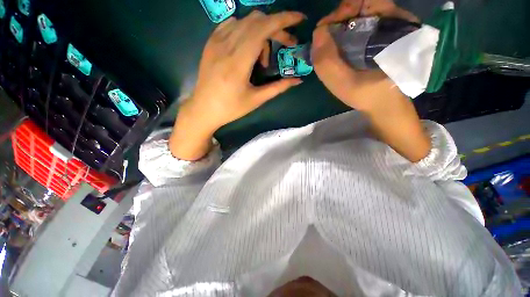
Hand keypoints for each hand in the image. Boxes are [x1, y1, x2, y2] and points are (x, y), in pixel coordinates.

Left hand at [170, 11, 305, 160]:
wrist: (203, 109)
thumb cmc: (231, 108)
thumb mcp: (256, 100)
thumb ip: (278, 87)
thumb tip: (297, 80)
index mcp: (238, 62)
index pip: (263, 28)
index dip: (284, 19)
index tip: (299, 19)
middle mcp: (226, 45)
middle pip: (257, 21)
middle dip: (276, 28)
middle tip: (285, 45)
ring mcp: (216, 42)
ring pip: (245, 21)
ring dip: (261, 32)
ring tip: (261, 57)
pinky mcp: (210, 43)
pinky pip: (231, 24)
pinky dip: (245, 30)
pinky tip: (247, 46)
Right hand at [311, 0, 418, 110]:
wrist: (385, 106)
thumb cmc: (368, 96)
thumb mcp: (345, 84)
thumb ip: (328, 63)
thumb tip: (317, 33)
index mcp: (393, 28)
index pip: (366, 1)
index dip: (342, 10)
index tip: (326, 29)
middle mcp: (395, 22)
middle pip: (363, 6)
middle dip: (339, 18)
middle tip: (325, 38)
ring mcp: (390, 29)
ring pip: (361, 15)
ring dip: (341, 26)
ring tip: (329, 44)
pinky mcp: (384, 38)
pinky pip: (363, 25)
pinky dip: (347, 32)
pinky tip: (339, 47)